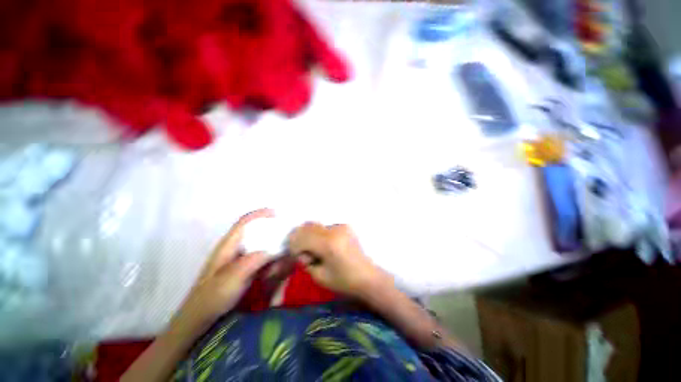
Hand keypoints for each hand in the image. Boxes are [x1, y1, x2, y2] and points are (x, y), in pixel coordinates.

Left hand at [173, 209, 273, 330]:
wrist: (199, 321)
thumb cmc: (210, 299)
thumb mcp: (228, 281)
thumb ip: (249, 263)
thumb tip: (271, 250)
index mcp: (227, 247)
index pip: (243, 223)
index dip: (259, 214)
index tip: (277, 213)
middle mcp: (234, 249)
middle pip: (256, 233)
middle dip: (272, 233)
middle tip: (286, 240)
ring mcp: (239, 261)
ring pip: (261, 247)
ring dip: (273, 251)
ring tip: (282, 261)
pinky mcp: (244, 270)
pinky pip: (262, 260)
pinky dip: (271, 262)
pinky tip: (276, 270)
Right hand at [287, 223, 389, 298]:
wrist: (367, 276)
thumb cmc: (344, 281)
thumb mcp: (319, 276)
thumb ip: (306, 261)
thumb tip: (300, 251)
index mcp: (328, 244)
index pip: (302, 237)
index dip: (293, 245)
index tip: (293, 255)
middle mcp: (334, 230)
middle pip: (307, 226)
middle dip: (299, 238)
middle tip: (302, 252)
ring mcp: (341, 226)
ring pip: (315, 225)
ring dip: (309, 235)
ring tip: (315, 250)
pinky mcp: (345, 226)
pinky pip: (325, 227)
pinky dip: (319, 234)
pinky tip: (325, 245)